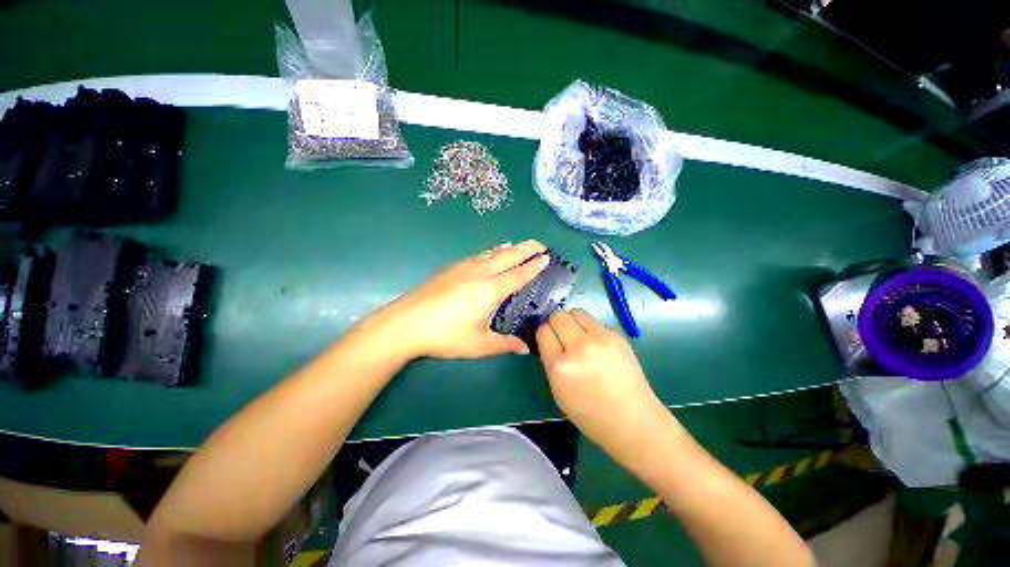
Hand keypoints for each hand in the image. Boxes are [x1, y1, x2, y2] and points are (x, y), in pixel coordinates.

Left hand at [375, 240, 549, 359]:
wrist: (407, 322)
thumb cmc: (446, 335)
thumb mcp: (479, 344)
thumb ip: (505, 344)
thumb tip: (526, 349)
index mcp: (491, 289)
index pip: (519, 274)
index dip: (534, 266)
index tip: (547, 257)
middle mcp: (481, 273)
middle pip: (509, 255)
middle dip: (527, 248)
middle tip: (540, 244)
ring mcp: (464, 267)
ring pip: (493, 252)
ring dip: (509, 248)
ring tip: (519, 245)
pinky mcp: (451, 268)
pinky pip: (479, 255)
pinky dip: (491, 251)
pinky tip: (490, 254)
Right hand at [536, 309, 674, 462]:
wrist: (633, 420)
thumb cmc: (590, 414)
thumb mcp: (558, 392)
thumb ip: (551, 362)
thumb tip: (550, 340)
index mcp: (560, 366)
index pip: (543, 332)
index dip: (544, 334)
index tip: (548, 340)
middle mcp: (578, 347)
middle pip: (558, 316)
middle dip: (556, 323)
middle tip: (562, 335)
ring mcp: (600, 339)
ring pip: (576, 312)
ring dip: (572, 321)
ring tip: (578, 335)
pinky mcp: (617, 336)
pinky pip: (595, 322)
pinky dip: (590, 329)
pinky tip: (596, 345)